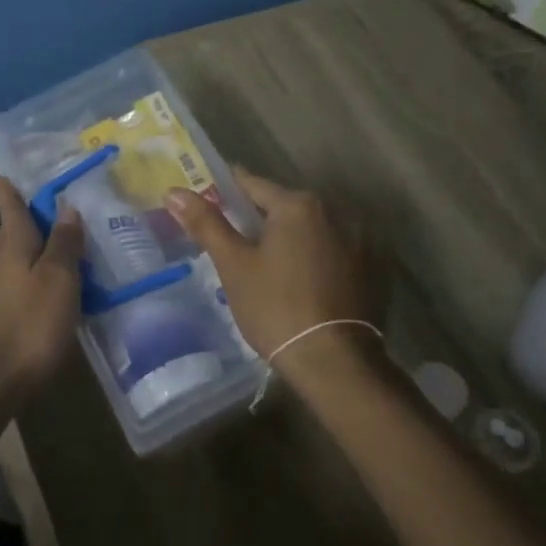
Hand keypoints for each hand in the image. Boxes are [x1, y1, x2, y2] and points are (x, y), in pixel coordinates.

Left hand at [0, 178, 84, 391]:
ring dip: (34, 249)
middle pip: (12, 234)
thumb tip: (66, 207)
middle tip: (46, 206)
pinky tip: (52, 288)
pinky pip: (20, 285)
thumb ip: (63, 244)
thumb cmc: (30, 324)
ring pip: (16, 260)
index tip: (4, 175)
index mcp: (13, 248)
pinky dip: (35, 277)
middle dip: (25, 218)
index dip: (10, 192)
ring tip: (60, 245)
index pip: (11, 210)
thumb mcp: (58, 280)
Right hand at [163, 169, 371, 365]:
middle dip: (260, 218)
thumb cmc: (275, 307)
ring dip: (290, 238)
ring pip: (311, 229)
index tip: (210, 195)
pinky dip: (313, 256)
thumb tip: (174, 191)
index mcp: (298, 205)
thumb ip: (206, 224)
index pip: (254, 185)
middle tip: (234, 239)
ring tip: (265, 263)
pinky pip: (332, 249)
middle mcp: (335, 211)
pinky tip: (298, 280)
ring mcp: (359, 239)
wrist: (334, 360)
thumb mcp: (234, 265)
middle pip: (285, 206)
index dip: (228, 190)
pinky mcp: (372, 267)